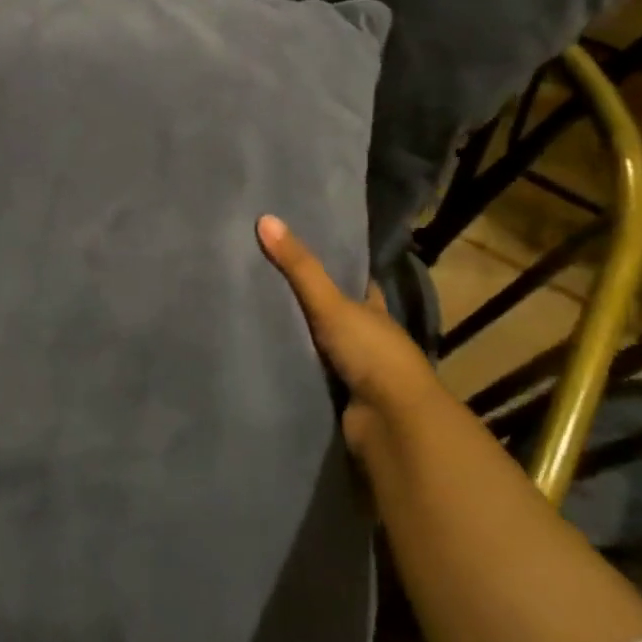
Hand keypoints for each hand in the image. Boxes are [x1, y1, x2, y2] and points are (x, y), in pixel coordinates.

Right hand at [257, 214, 441, 452]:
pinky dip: (290, 366)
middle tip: (261, 278)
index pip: (355, 281)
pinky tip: (260, 354)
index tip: (300, 249)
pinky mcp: (338, 397)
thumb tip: (265, 219)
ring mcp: (354, 370)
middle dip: (306, 302)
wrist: (391, 422)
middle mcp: (366, 337)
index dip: (334, 267)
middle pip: (334, 313)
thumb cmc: (371, 353)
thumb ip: (299, 267)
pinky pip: (307, 374)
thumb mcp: (331, 304)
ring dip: (296, 337)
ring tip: (251, 314)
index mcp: (374, 310)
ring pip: (318, 345)